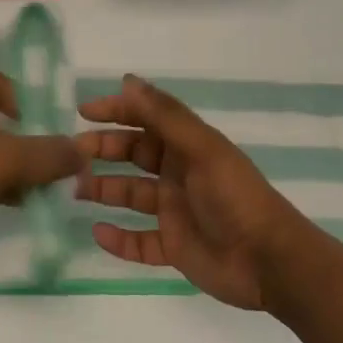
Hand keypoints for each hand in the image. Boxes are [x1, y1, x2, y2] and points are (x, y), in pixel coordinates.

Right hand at [75, 76, 305, 309]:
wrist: (270, 262)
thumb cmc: (235, 198)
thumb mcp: (202, 150)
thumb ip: (165, 116)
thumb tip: (128, 81)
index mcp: (188, 147)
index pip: (146, 119)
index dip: (116, 111)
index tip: (83, 112)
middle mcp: (178, 174)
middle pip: (133, 155)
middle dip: (103, 151)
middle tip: (71, 155)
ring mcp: (175, 211)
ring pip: (131, 195)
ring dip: (104, 191)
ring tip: (76, 190)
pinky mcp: (174, 246)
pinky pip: (139, 241)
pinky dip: (118, 239)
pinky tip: (97, 233)